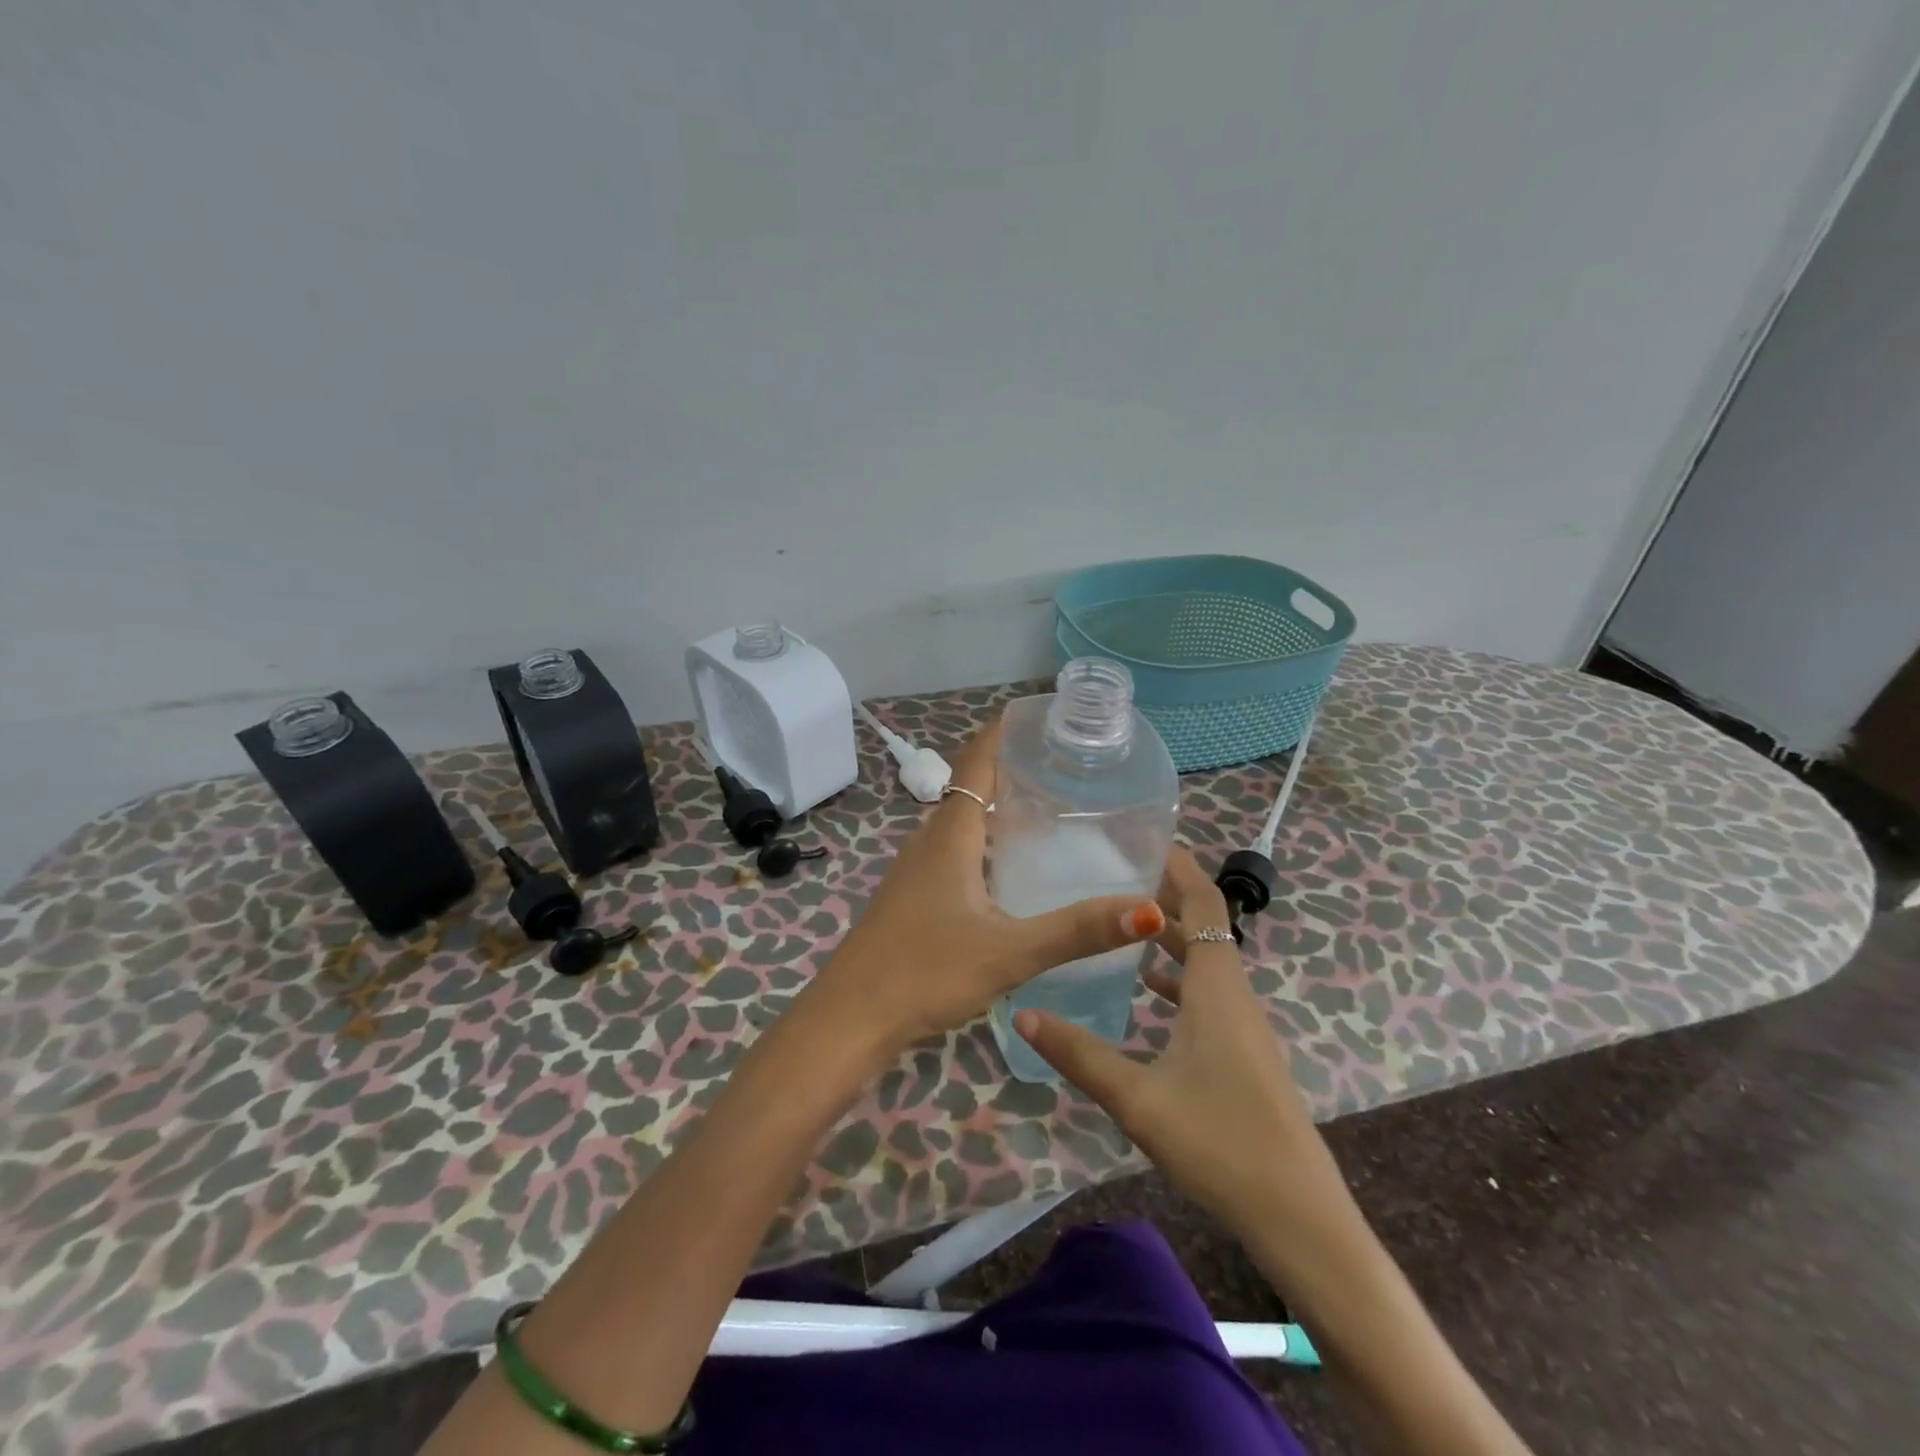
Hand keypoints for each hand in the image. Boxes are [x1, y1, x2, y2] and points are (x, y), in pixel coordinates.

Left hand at [807, 716, 1166, 1058]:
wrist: (850, 1018)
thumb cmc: (925, 972)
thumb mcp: (1008, 952)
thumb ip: (1076, 931)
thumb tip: (1147, 908)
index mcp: (951, 835)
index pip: (977, 762)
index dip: (1003, 732)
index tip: (1043, 715)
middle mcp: (930, 841)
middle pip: (973, 787)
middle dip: (1013, 766)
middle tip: (1067, 764)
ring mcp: (917, 869)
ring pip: (964, 821)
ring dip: (999, 805)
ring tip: (1050, 807)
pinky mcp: (914, 896)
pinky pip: (956, 850)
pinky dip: (986, 840)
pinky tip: (1011, 868)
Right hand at [1016, 848, 1351, 1247]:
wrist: (1298, 1215)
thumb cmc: (1220, 1142)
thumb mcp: (1138, 1098)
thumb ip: (1078, 1054)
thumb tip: (1022, 1013)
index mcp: (1217, 987)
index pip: (1205, 905)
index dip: (1180, 868)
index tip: (1145, 840)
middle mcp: (1235, 995)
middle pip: (1205, 927)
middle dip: (1165, 899)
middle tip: (1115, 878)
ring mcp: (1244, 1025)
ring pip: (1207, 962)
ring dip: (1172, 939)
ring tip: (1123, 928)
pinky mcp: (1244, 1052)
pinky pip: (1210, 994)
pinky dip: (1181, 979)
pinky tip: (1150, 994)